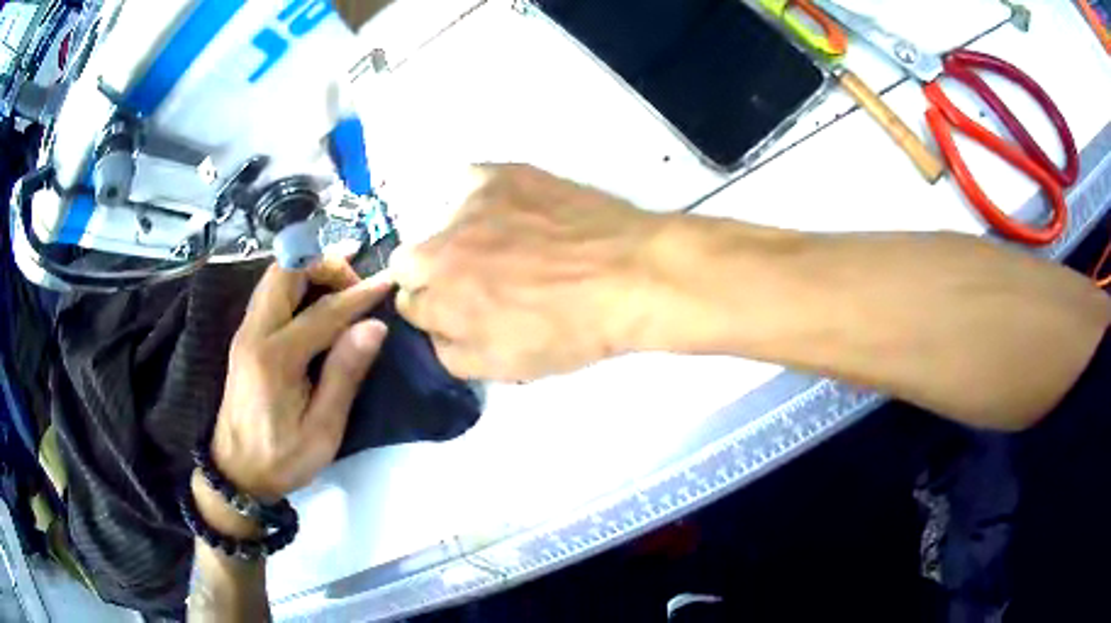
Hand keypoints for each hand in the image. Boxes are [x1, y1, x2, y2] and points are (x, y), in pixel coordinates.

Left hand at [209, 258, 391, 502]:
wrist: (236, 472)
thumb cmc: (283, 458)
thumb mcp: (322, 430)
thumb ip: (344, 375)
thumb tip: (374, 326)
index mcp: (275, 358)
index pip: (323, 311)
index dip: (359, 294)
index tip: (389, 281)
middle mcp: (254, 333)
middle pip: (286, 271)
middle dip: (325, 263)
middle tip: (356, 279)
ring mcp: (245, 332)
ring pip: (275, 275)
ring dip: (308, 268)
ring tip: (342, 278)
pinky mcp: (245, 337)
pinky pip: (270, 291)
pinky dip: (295, 280)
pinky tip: (316, 294)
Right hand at [391, 164, 664, 380]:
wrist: (628, 275)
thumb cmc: (570, 330)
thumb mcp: (504, 367)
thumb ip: (450, 353)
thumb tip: (434, 331)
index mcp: (440, 298)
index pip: (407, 303)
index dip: (432, 311)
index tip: (456, 311)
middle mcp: (441, 246)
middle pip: (407, 260)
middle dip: (429, 275)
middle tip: (472, 281)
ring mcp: (470, 205)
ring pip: (440, 222)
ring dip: (458, 238)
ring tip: (505, 245)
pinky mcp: (501, 176)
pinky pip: (470, 183)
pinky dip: (481, 199)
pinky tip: (511, 211)